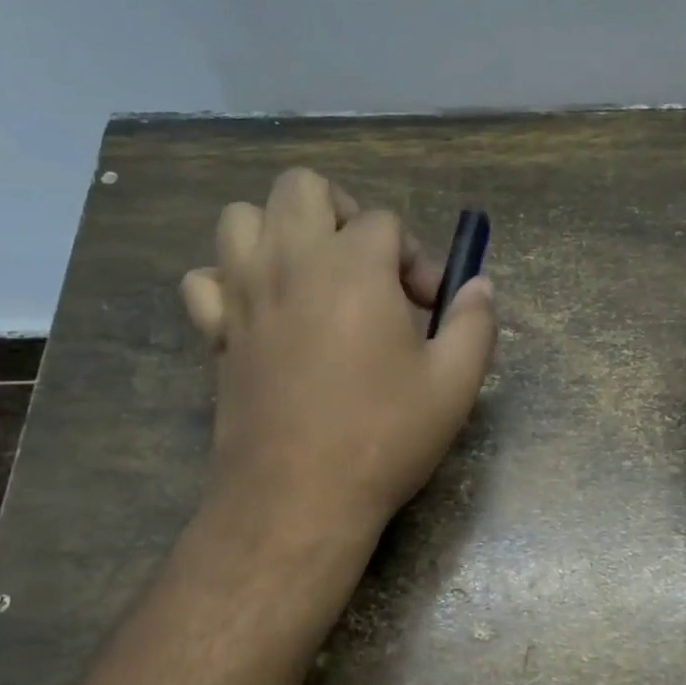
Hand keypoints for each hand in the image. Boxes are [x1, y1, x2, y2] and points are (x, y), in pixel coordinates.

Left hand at [179, 169, 495, 536]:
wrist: (298, 497)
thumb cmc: (382, 437)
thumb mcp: (454, 384)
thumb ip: (475, 322)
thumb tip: (480, 286)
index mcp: (354, 266)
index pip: (385, 223)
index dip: (415, 258)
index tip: (429, 308)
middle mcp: (291, 261)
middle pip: (302, 187)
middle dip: (342, 213)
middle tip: (368, 269)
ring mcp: (243, 293)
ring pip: (241, 218)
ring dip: (279, 233)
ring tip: (312, 279)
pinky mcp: (213, 332)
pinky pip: (205, 279)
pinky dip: (230, 282)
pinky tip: (261, 314)